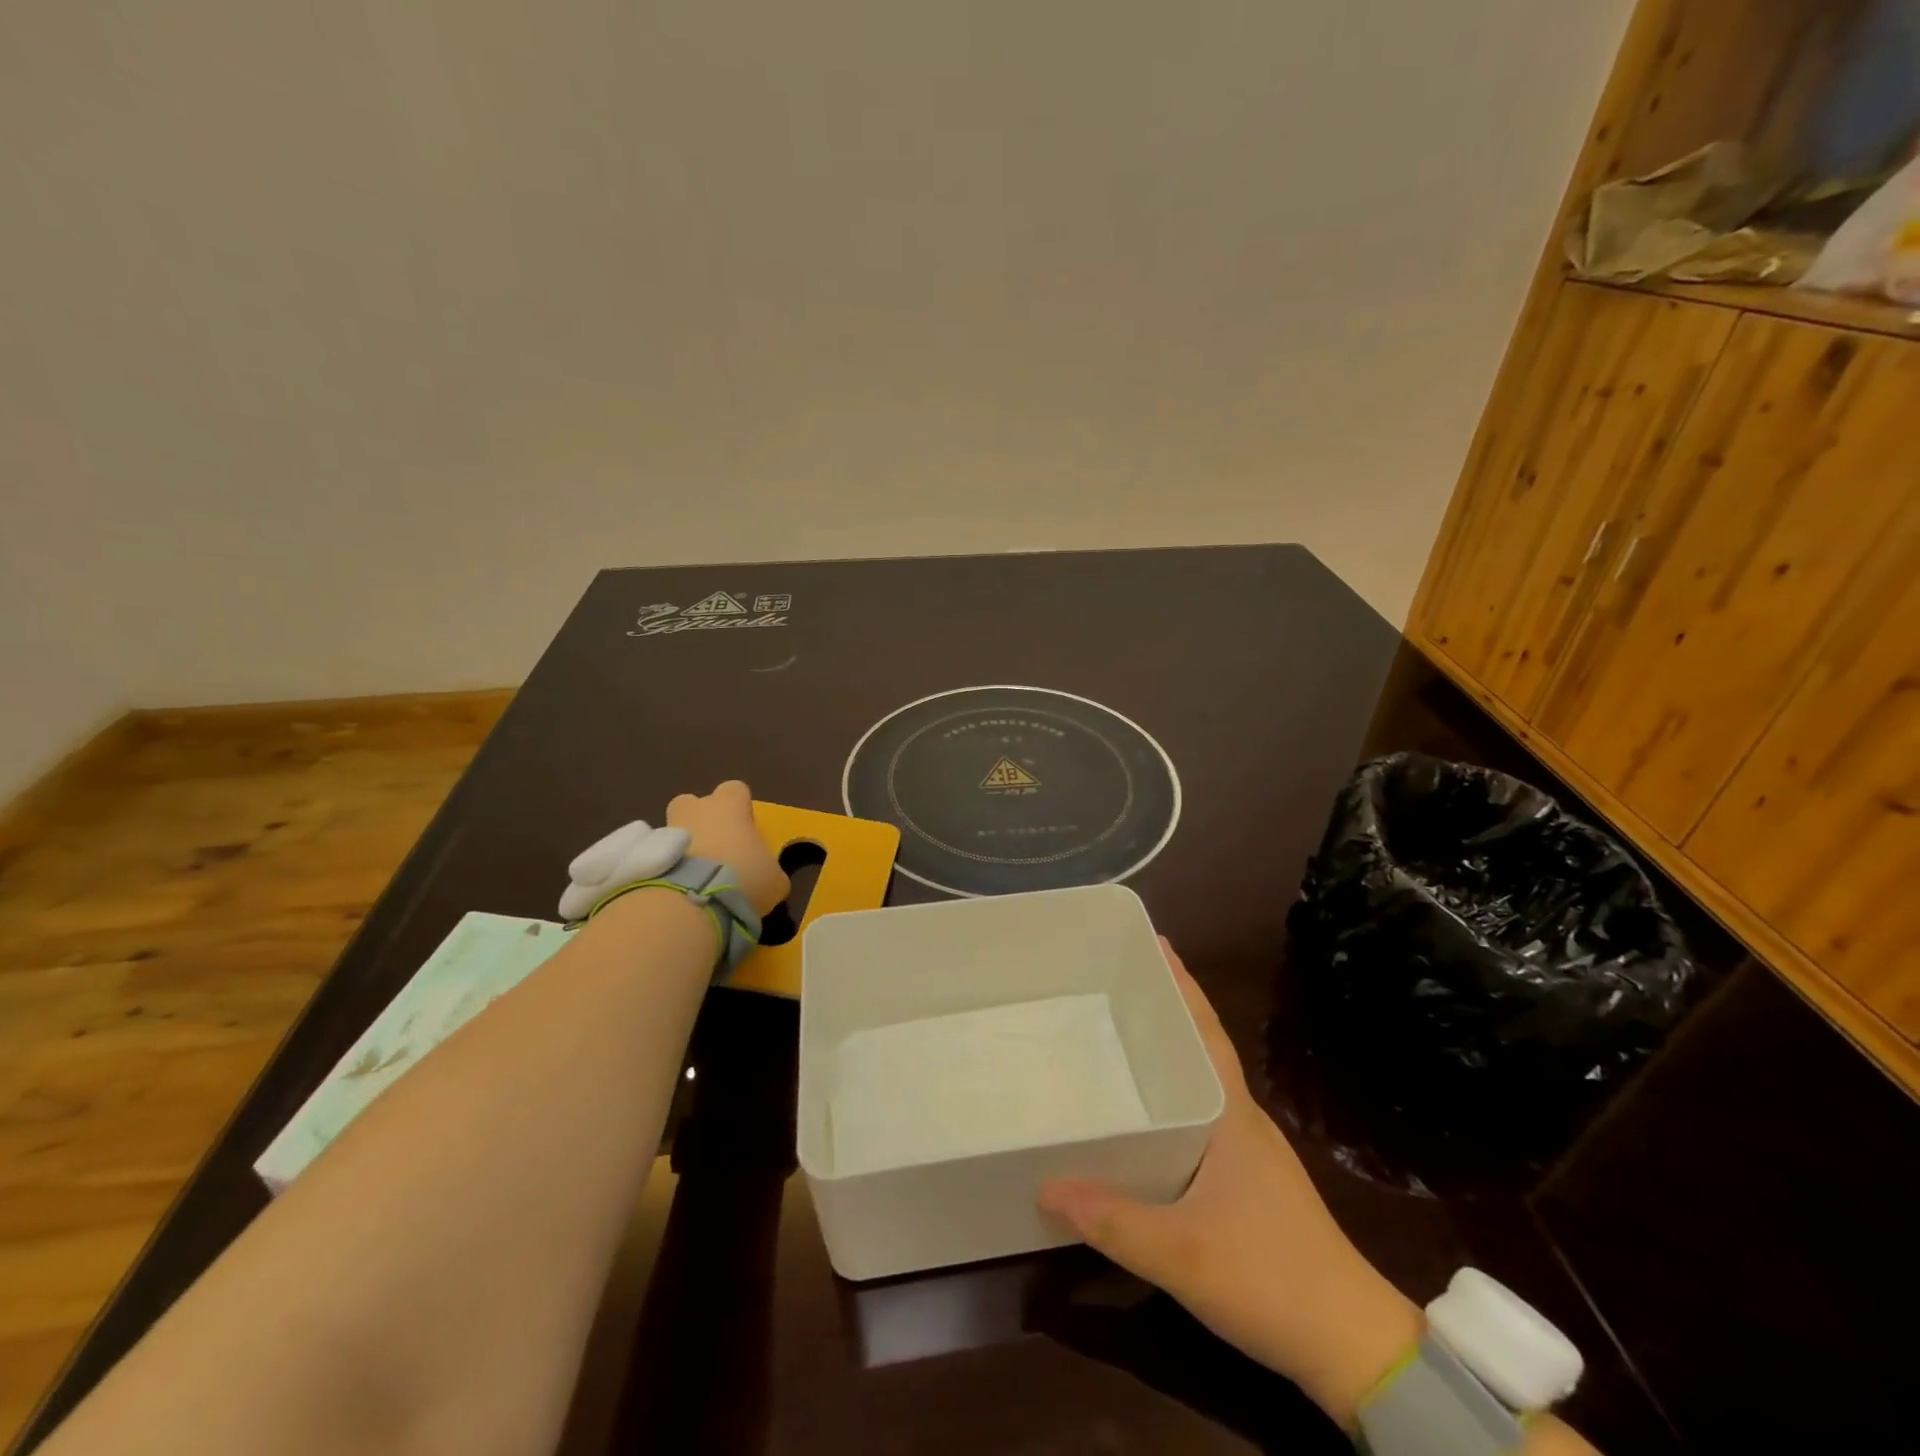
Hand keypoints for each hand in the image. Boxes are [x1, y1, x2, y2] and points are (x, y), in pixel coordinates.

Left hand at [666, 780, 789, 915]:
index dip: (739, 807)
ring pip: (672, 829)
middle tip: (713, 848)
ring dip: (681, 847)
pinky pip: (658, 856)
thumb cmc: (745, 877)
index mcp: (730, 806)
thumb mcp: (774, 879)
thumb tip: (767, 876)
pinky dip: (665, 869)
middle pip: (692, 803)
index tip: (744, 828)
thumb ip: (770, 870)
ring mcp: (666, 830)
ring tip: (692, 876)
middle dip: (699, 820)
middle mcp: (697, 809)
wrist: (694, 901)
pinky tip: (677, 891)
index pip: (735, 790)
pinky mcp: (645, 856)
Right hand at [1038, 940, 1420, 1429]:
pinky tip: (1148, 1114)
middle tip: (1116, 981)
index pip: (1206, 1031)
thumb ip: (1112, 1219)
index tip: (1156, 943)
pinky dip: (1174, 1095)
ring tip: (1122, 1032)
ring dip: (1171, 1051)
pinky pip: (1201, 1117)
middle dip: (1167, 1008)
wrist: (1352, 1345)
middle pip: (1201, 1046)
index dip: (1182, 985)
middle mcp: (1241, 1119)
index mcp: (1231, 1114)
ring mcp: (1248, 1151)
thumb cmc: (1270, 1277)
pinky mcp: (1248, 1182)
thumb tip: (1045, 1184)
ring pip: (1202, 1082)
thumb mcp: (1182, 1253)